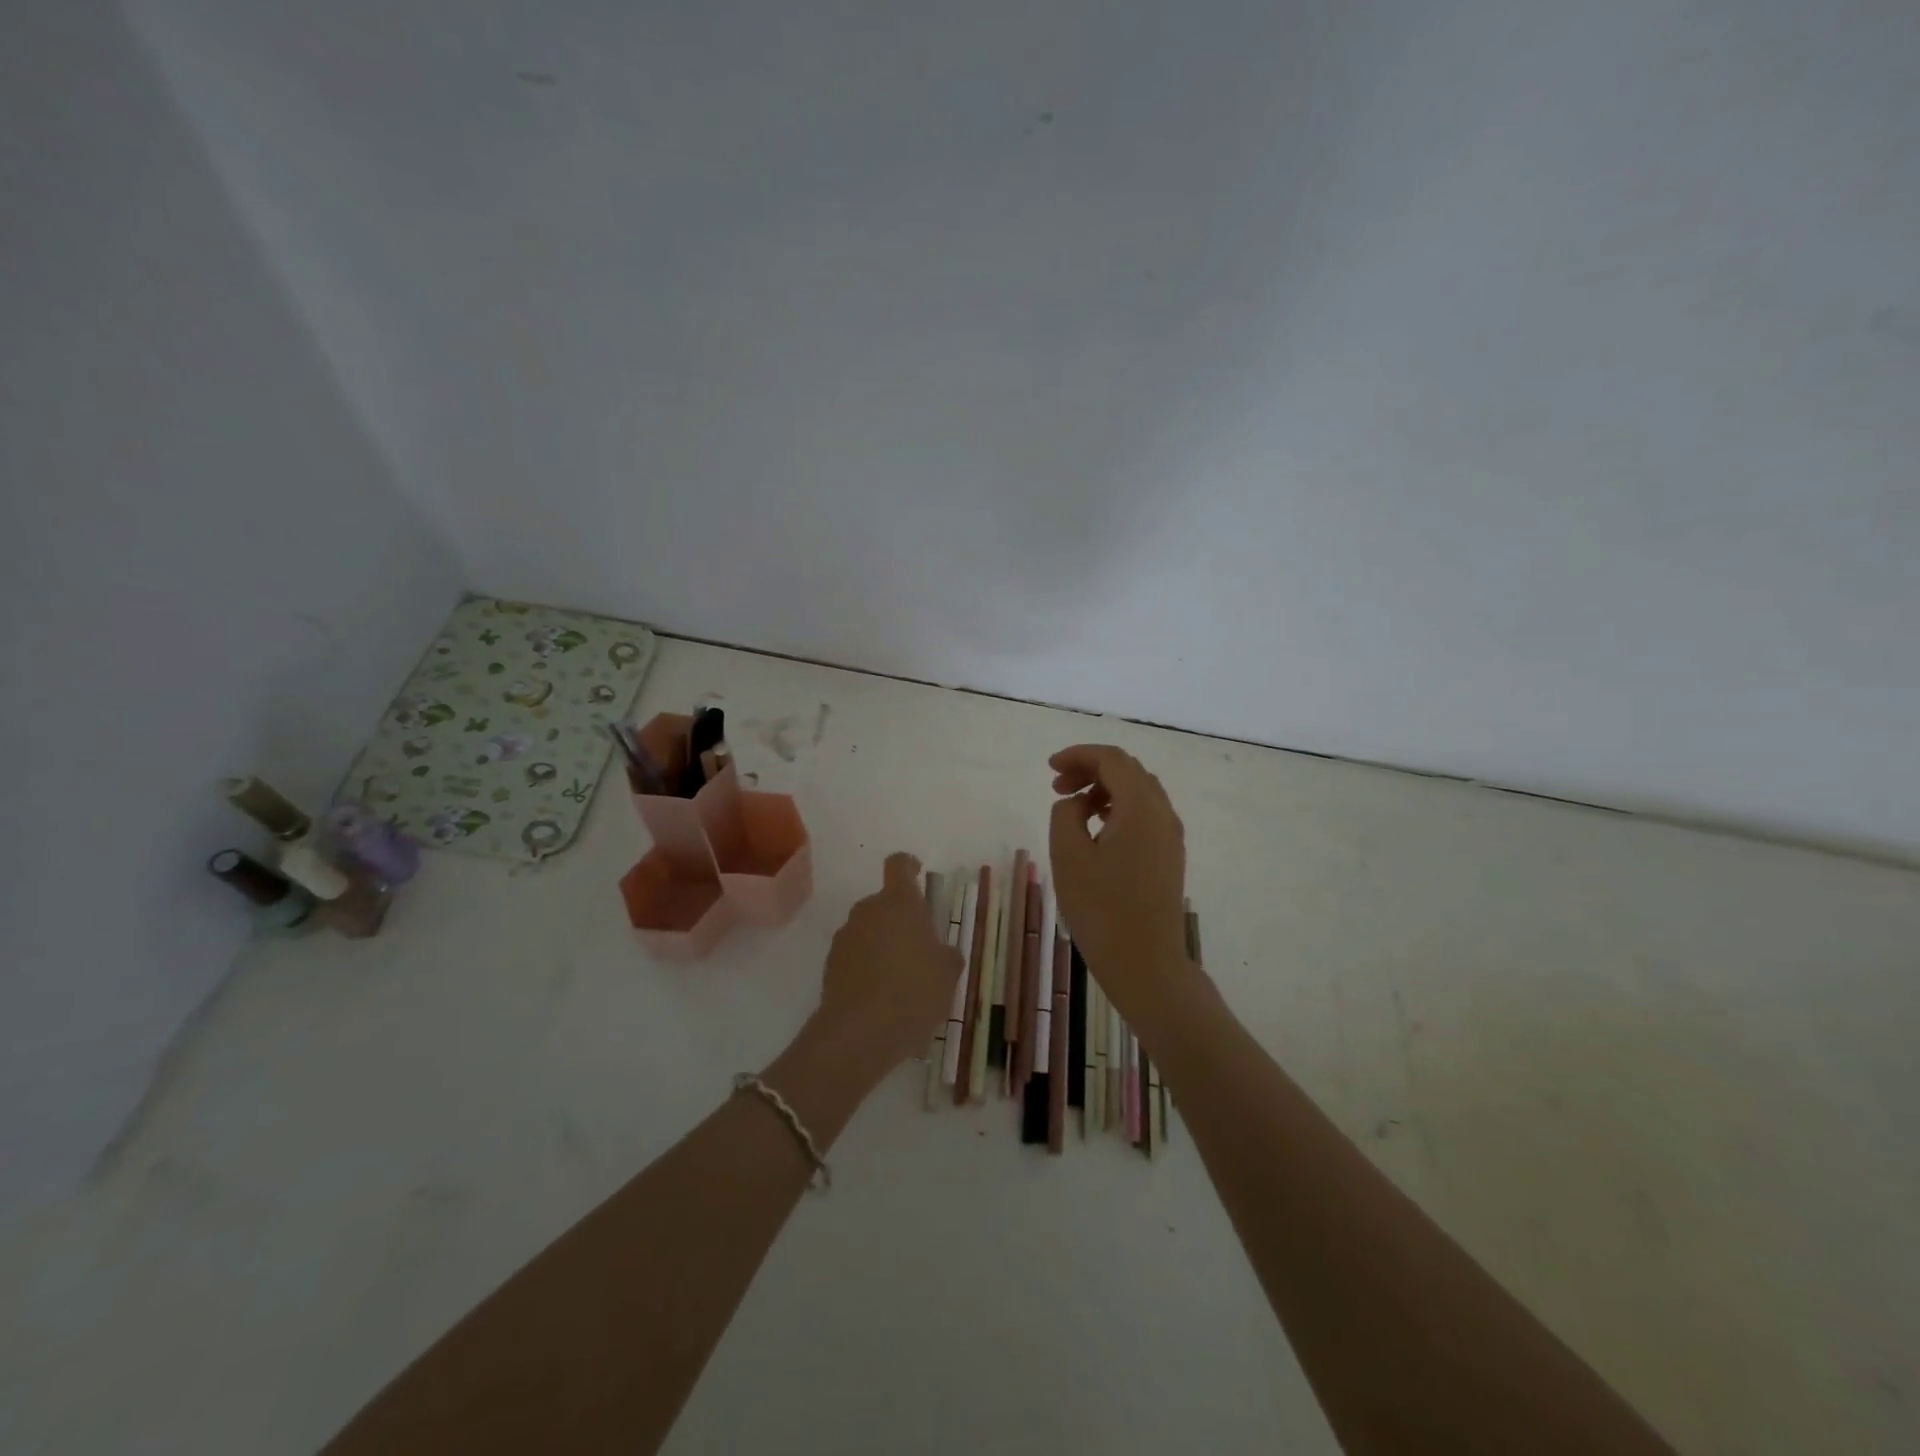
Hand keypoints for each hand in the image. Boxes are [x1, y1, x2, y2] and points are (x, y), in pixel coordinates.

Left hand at [811, 852, 962, 1086]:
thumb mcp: (948, 973)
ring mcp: (845, 936)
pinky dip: (866, 966)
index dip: (908, 866)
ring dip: (882, 944)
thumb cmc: (914, 991)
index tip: (917, 875)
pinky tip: (880, 996)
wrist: (860, 1032)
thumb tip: (941, 952)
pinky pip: (855, 955)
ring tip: (900, 979)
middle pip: (884, 902)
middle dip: (900, 919)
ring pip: (868, 929)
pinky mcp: (830, 964)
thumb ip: (947, 955)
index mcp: (899, 902)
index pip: (899, 865)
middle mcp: (868, 909)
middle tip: (919, 948)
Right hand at [1049, 745, 1192, 1016]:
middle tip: (1057, 786)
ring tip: (1072, 808)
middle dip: (1090, 770)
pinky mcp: (1169, 856)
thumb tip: (1076, 804)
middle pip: (1128, 771)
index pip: (1112, 760)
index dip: (1078, 755)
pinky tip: (1096, 830)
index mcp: (1141, 808)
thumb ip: (1065, 815)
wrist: (1146, 964)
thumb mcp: (1068, 857)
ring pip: (1138, 792)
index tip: (1049, 768)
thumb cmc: (1102, 910)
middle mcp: (1163, 814)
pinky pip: (1144, 814)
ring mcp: (1171, 836)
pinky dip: (1118, 808)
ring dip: (1104, 789)